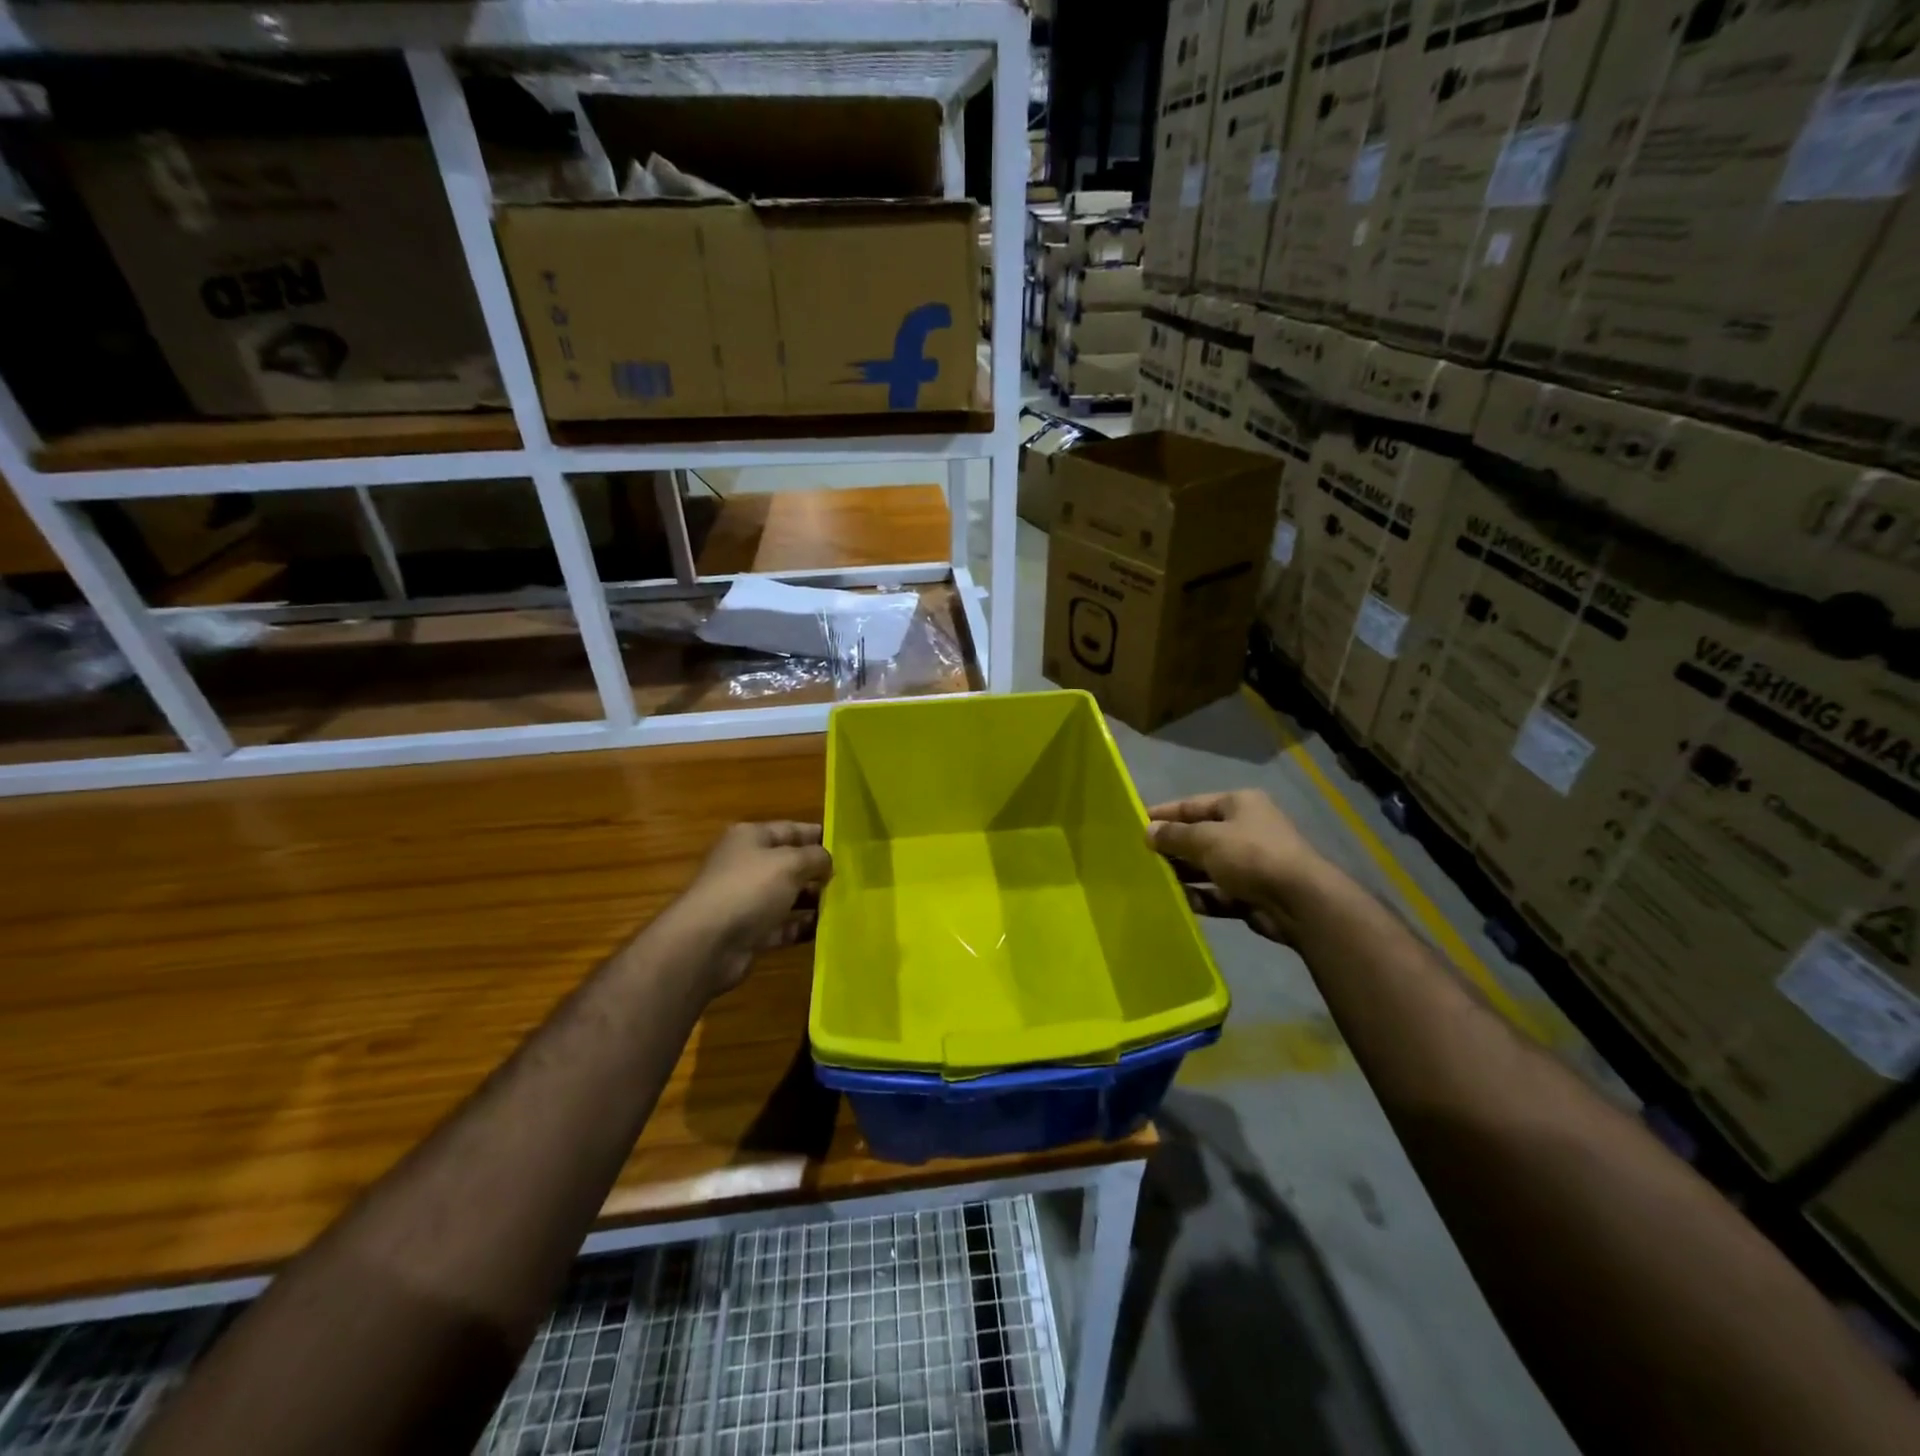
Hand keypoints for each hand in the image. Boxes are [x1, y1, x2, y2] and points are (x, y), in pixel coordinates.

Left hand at [672, 822, 832, 995]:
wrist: (707, 944)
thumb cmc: (749, 889)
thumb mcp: (789, 863)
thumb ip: (815, 857)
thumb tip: (827, 861)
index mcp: (750, 839)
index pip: (790, 829)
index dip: (818, 835)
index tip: (848, 845)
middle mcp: (747, 866)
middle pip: (789, 864)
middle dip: (818, 871)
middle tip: (852, 879)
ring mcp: (747, 901)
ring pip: (787, 896)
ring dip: (813, 901)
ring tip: (845, 904)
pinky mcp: (750, 932)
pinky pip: (782, 926)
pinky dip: (801, 927)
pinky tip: (827, 930)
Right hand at [1147, 790, 1322, 943]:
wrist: (1300, 902)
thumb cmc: (1250, 856)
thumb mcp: (1206, 839)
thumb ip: (1174, 835)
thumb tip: (1148, 831)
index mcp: (1239, 804)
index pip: (1192, 805)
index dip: (1163, 814)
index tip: (1134, 823)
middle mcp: (1246, 829)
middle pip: (1199, 836)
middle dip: (1171, 847)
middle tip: (1139, 857)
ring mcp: (1251, 863)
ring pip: (1207, 867)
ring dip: (1183, 874)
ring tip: (1152, 882)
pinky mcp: (1252, 894)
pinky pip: (1218, 893)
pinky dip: (1200, 897)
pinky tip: (1177, 903)